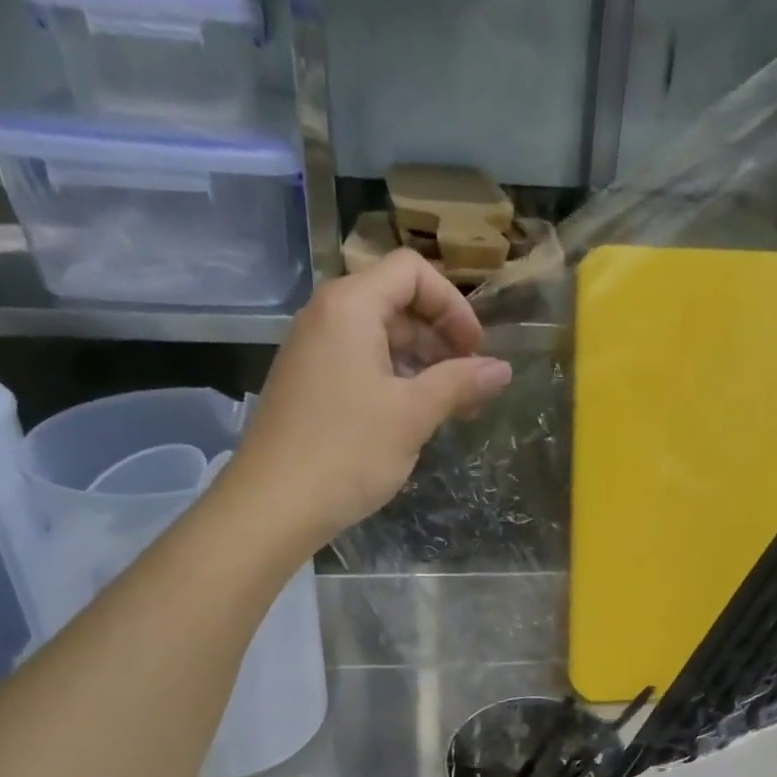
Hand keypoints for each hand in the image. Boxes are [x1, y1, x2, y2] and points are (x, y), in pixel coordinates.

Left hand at [233, 249, 513, 543]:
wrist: (273, 505)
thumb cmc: (348, 451)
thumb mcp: (413, 414)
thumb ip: (460, 383)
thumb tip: (503, 369)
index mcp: (350, 306)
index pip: (411, 272)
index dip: (453, 305)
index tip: (475, 351)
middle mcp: (325, 317)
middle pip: (395, 302)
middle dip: (440, 337)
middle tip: (469, 385)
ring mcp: (311, 352)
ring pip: (378, 338)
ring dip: (420, 364)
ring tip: (448, 408)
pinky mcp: (307, 385)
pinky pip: (357, 365)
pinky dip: (392, 381)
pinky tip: (410, 420)